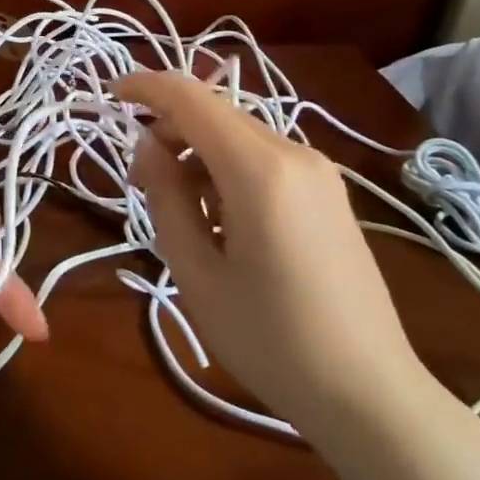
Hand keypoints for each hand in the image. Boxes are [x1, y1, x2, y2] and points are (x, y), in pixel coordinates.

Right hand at [115, 70, 427, 434]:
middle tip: (139, 184)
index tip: (109, 93)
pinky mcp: (329, 193)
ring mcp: (320, 172)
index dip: (145, 86)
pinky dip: (226, 169)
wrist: (370, 393)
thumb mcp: (195, 271)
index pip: (191, 98)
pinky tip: (220, 219)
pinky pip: (264, 158)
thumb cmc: (270, 338)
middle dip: (168, 131)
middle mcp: (295, 154)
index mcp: (260, 170)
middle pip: (215, 113)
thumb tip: (148, 144)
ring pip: (238, 135)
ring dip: (196, 153)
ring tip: (178, 211)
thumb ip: (165, 196)